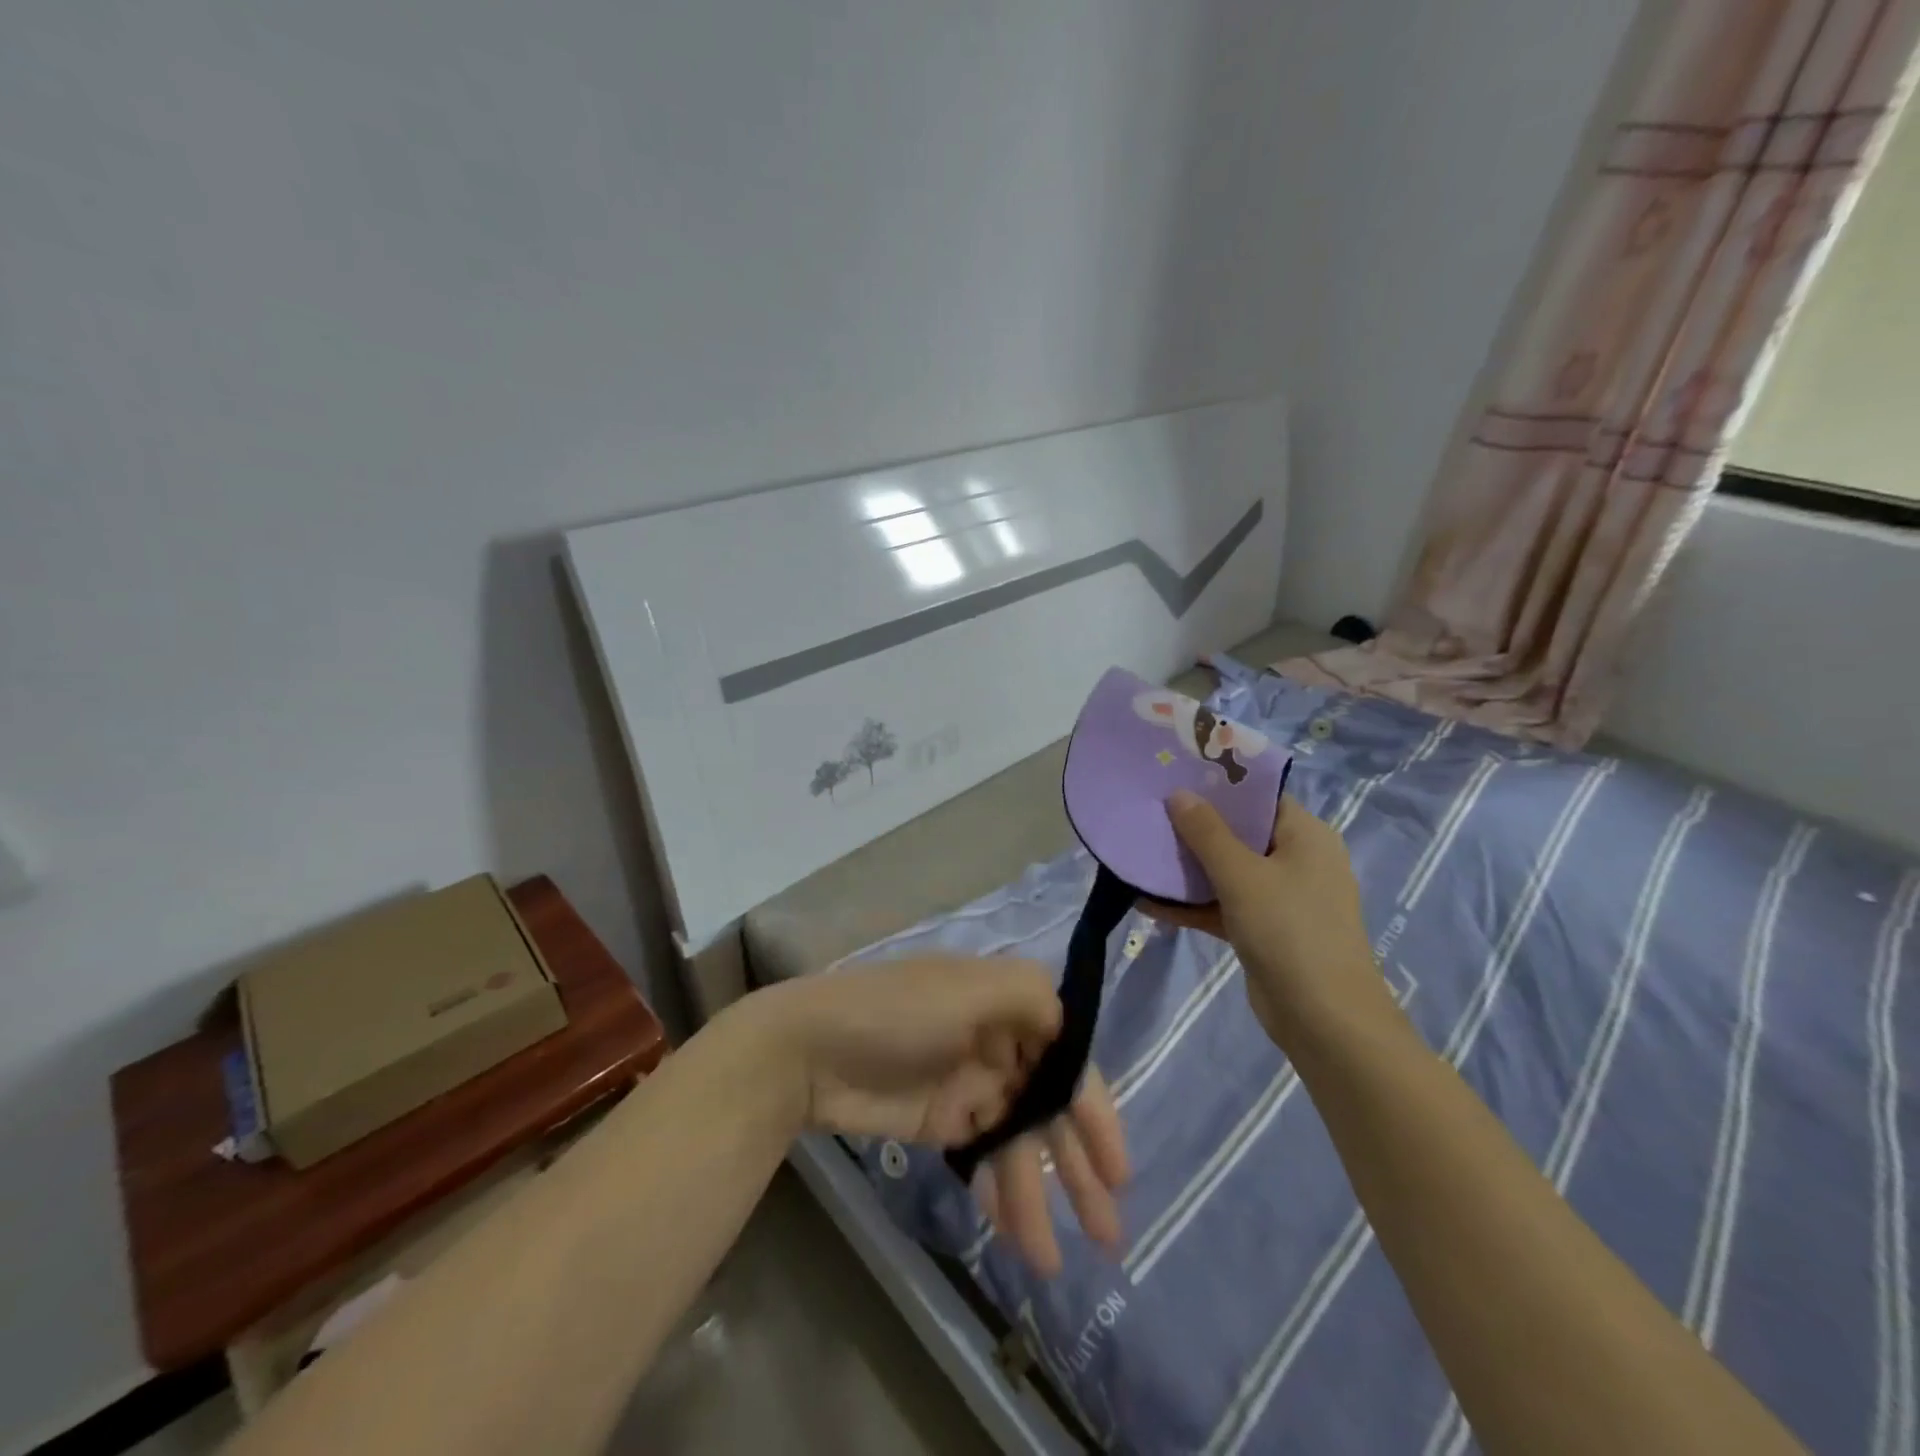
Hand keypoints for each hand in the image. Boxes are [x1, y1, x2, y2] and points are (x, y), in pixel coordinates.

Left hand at [745, 958, 1127, 1275]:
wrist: (810, 1050)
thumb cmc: (894, 1014)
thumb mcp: (965, 989)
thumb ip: (1027, 998)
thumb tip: (1068, 1027)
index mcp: (1004, 1006)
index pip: (1066, 1059)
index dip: (1094, 1110)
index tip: (1117, 1169)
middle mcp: (996, 1045)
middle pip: (1049, 1107)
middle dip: (1077, 1166)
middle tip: (1108, 1234)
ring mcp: (968, 1085)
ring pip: (1017, 1143)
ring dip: (1038, 1195)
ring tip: (1050, 1262)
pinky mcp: (941, 1121)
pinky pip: (983, 1158)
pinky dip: (999, 1192)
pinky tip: (1011, 1232)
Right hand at [1143, 790, 1379, 1048]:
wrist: (1323, 1019)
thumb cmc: (1288, 930)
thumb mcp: (1241, 874)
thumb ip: (1206, 832)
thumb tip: (1179, 794)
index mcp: (1305, 836)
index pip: (1259, 797)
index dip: (1218, 786)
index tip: (1175, 777)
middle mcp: (1297, 861)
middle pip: (1239, 833)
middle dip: (1193, 828)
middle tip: (1149, 813)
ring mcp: (1281, 898)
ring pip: (1227, 872)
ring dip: (1187, 869)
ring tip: (1140, 855)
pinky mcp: (1264, 930)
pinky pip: (1223, 906)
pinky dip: (1192, 905)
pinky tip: (1147, 903)